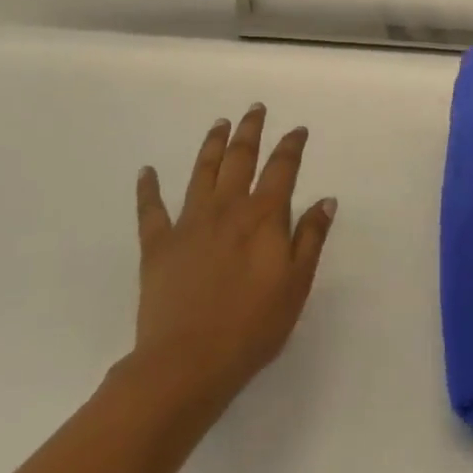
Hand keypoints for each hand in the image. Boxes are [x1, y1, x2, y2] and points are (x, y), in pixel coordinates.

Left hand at [127, 104, 336, 416]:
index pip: (282, 168)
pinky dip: (148, 188)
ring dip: (212, 145)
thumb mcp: (296, 284)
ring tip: (219, 124)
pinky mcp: (158, 245)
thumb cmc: (252, 326)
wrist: (186, 363)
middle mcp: (226, 208)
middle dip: (250, 130)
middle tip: (255, 109)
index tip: (297, 130)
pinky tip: (147, 171)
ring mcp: (189, 223)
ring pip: (202, 172)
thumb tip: (325, 199)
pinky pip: (151, 209)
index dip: (291, 146)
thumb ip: (310, 238)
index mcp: (263, 216)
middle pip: (240, 158)